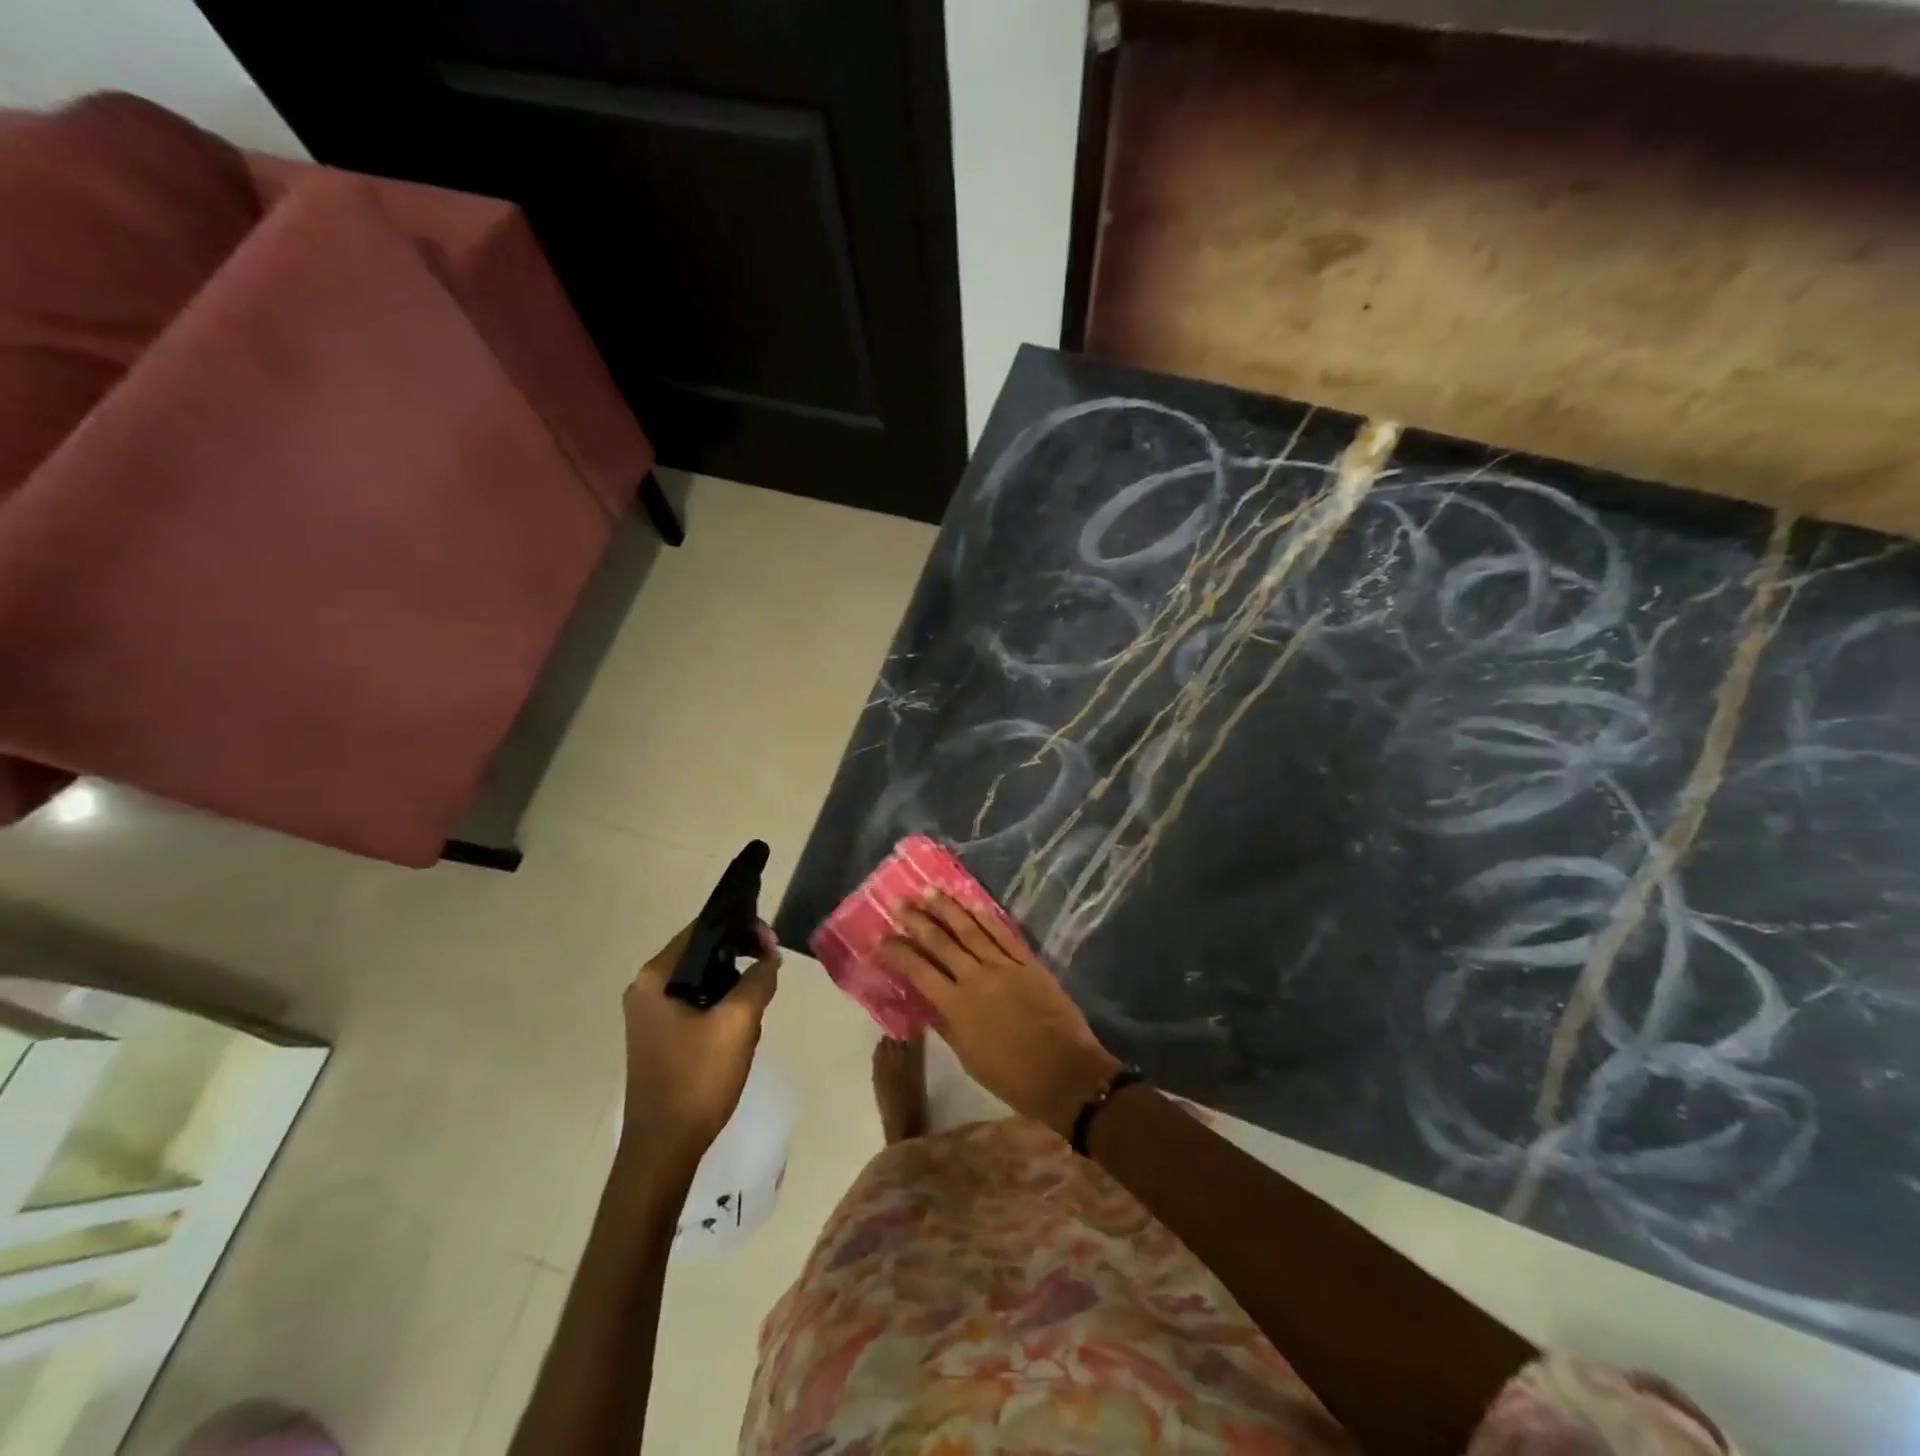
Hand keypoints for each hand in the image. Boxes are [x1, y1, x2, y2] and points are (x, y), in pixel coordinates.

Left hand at [621, 922, 779, 1174]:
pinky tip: (742, 1022)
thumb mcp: (738, 1023)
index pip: (701, 930)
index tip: (770, 942)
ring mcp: (650, 1016)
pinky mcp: (660, 1038)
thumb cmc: (697, 1078)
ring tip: (760, 997)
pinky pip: (696, 1004)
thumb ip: (758, 980)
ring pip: (702, 980)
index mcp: (655, 979)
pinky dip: (721, 1004)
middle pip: (701, 953)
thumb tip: (768, 959)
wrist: (664, 1149)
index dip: (740, 927)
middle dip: (739, 956)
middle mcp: (646, 990)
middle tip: (772, 967)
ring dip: (733, 983)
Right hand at [880, 893, 1120, 1137]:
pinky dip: (986, 916)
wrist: (1065, 1073)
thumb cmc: (1012, 1077)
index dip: (899, 952)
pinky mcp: (1028, 962)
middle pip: (941, 942)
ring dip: (948, 909)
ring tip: (930, 891)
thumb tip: (927, 1002)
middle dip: (918, 921)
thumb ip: (947, 1024)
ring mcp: (1004, 966)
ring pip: (970, 930)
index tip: (883, 938)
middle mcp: (976, 978)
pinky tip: (972, 902)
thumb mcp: (968, 1057)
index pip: (919, 971)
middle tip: (900, 902)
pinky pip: (1003, 933)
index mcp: (956, 1006)